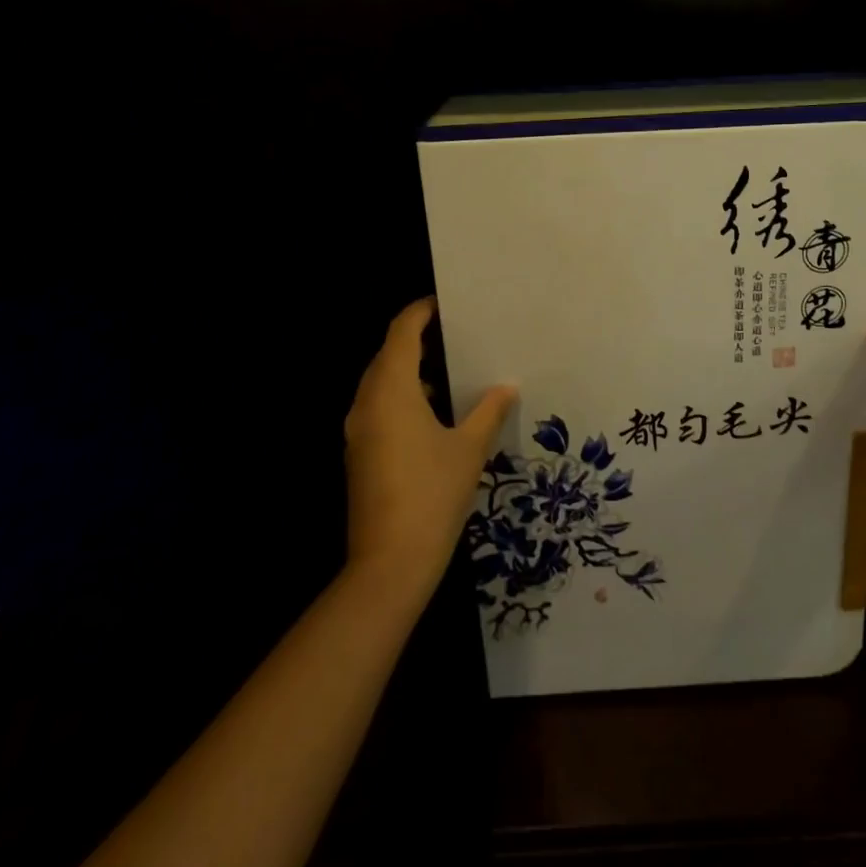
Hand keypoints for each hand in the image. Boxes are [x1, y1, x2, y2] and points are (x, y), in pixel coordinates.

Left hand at [343, 299, 516, 601]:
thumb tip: (506, 386)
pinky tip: (432, 410)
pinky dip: (401, 396)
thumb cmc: (433, 494)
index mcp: (391, 391)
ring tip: (448, 366)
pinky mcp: (360, 453)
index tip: (444, 303)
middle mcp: (367, 403)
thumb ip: (488, 411)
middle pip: (387, 355)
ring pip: (380, 383)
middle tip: (454, 333)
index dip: (419, 313)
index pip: (401, 333)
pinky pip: (378, 407)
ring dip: (408, 369)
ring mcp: (359, 430)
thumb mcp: (469, 449)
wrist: (390, 563)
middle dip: (415, 339)